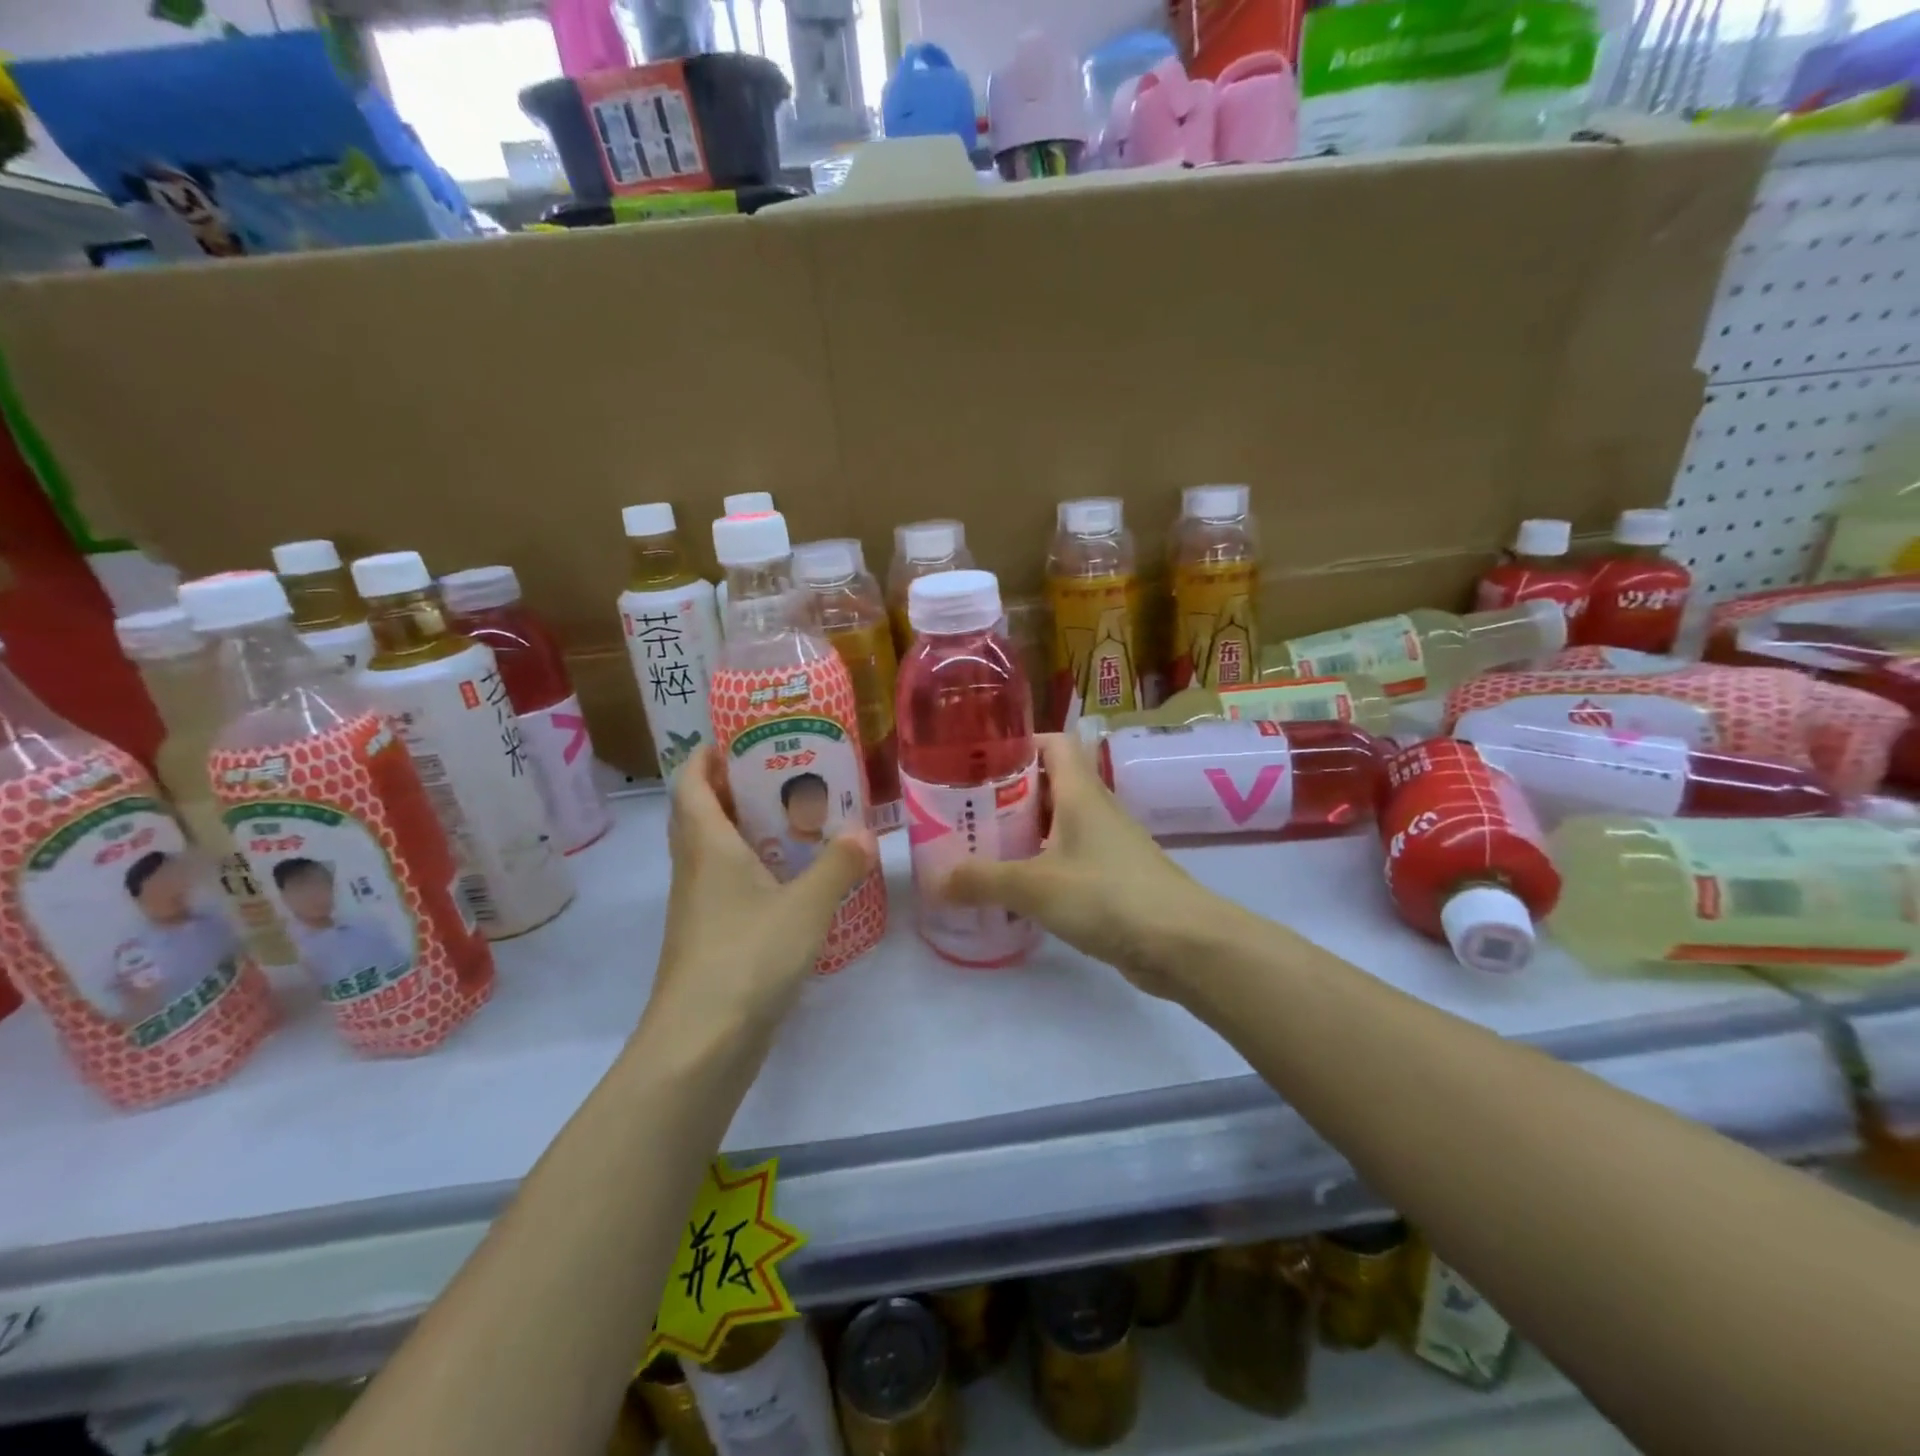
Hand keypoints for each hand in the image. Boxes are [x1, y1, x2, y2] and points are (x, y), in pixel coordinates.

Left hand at [646, 745, 877, 1043]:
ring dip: (745, 830)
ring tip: (796, 820)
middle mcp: (694, 868)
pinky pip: (727, 885)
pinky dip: (753, 870)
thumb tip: (865, 833)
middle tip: (783, 775)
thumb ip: (838, 865)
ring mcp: (698, 906)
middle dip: (735, 788)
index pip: (692, 782)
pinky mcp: (710, 938)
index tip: (741, 739)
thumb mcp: (805, 906)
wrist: (700, 1044)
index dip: (708, 755)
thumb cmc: (747, 957)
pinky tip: (792, 881)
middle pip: (702, 812)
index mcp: (707, 845)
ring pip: (714, 851)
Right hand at [941, 733, 1234, 1002]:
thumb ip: (982, 880)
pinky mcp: (1113, 879)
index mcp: (1081, 792)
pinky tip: (1016, 888)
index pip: (1053, 743)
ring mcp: (1107, 845)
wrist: (1182, 943)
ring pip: (1058, 824)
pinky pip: (1069, 859)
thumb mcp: (1035, 886)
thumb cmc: (1108, 895)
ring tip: (980, 847)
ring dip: (1023, 832)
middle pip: (1050, 784)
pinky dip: (1042, 865)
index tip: (979, 758)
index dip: (1019, 742)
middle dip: (1008, 793)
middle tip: (965, 810)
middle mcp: (1096, 810)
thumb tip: (934, 881)